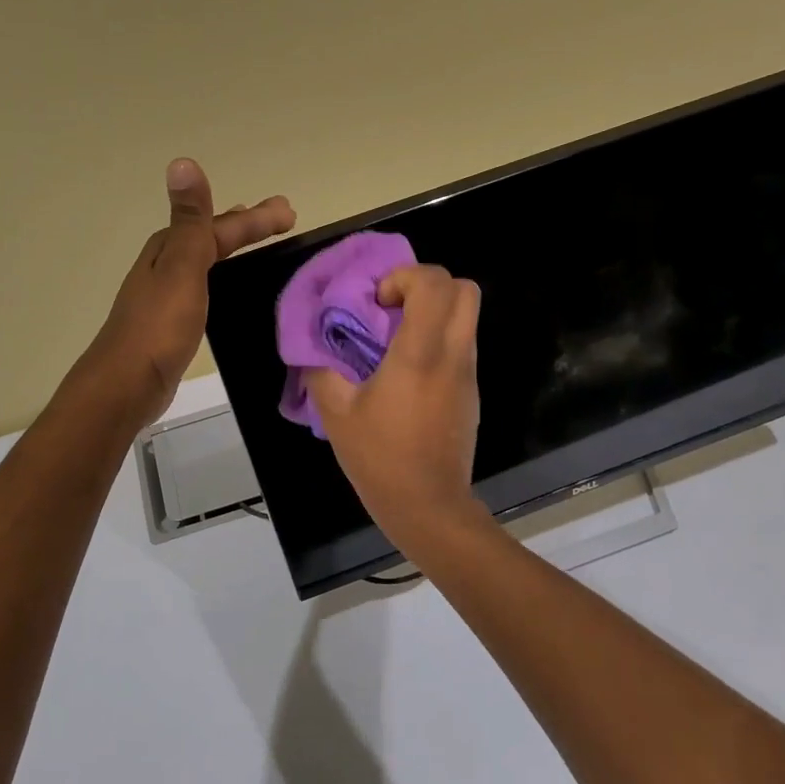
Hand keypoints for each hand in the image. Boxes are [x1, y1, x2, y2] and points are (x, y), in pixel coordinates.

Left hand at [84, 159, 294, 427]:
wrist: (128, 383)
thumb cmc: (159, 325)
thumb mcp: (181, 267)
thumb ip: (190, 220)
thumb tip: (182, 162)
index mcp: (169, 249)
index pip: (220, 225)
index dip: (255, 218)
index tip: (290, 213)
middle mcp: (165, 265)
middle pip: (211, 237)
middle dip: (246, 226)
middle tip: (282, 219)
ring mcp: (166, 294)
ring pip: (207, 260)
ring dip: (232, 248)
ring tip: (257, 244)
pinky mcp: (170, 321)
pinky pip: (204, 286)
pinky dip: (221, 277)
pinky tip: (227, 289)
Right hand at [308, 264, 488, 552]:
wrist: (428, 507)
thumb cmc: (380, 459)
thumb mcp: (336, 414)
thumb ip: (321, 371)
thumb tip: (313, 348)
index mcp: (421, 354)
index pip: (435, 284)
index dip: (406, 277)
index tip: (378, 302)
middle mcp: (453, 356)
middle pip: (466, 290)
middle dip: (429, 285)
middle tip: (394, 308)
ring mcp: (468, 374)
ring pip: (467, 318)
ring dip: (434, 313)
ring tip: (395, 340)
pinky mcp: (471, 393)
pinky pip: (461, 346)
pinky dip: (438, 340)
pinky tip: (406, 372)